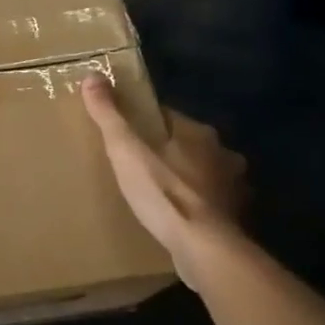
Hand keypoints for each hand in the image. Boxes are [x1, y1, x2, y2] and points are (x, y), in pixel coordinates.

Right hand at [80, 76, 245, 284]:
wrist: (203, 249)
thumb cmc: (163, 193)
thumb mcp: (126, 150)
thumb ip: (109, 115)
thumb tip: (92, 75)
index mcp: (198, 133)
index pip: (167, 116)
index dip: (144, 122)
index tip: (124, 133)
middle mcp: (222, 154)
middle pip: (187, 144)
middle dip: (166, 150)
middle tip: (137, 162)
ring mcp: (232, 187)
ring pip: (202, 172)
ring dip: (186, 177)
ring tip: (158, 190)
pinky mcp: (232, 217)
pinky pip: (209, 202)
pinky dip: (196, 204)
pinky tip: (178, 216)